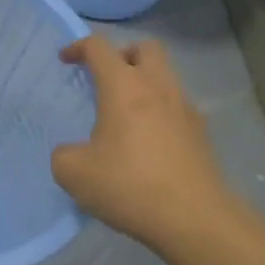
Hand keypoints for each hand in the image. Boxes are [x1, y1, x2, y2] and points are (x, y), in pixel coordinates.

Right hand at [52, 34, 234, 249]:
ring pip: (165, 75)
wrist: (193, 217)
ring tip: (125, 113)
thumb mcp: (73, 174)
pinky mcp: (201, 132)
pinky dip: (160, 110)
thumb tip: (72, 152)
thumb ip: (64, 154)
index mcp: (124, 87)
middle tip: (106, 77)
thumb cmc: (128, 186)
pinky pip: (177, 106)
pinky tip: (147, 141)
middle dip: (122, 54)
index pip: (99, 47)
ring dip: (144, 82)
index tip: (65, 61)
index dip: (79, 47)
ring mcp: (185, 108)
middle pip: (145, 48)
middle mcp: (158, 87)